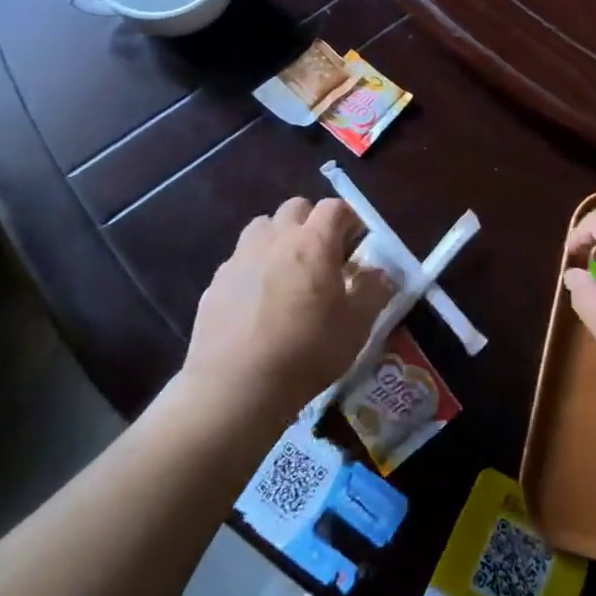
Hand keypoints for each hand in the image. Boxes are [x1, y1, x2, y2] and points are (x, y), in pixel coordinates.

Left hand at [180, 197, 394, 419]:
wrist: (235, 388)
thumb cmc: (306, 352)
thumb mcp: (356, 327)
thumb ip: (373, 292)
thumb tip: (380, 273)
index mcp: (314, 243)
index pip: (334, 207)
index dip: (348, 219)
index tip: (355, 242)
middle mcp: (276, 238)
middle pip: (296, 208)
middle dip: (312, 221)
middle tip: (322, 254)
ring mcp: (241, 257)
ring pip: (263, 227)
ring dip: (279, 237)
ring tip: (287, 271)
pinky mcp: (215, 282)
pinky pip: (240, 259)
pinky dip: (253, 267)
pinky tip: (257, 301)